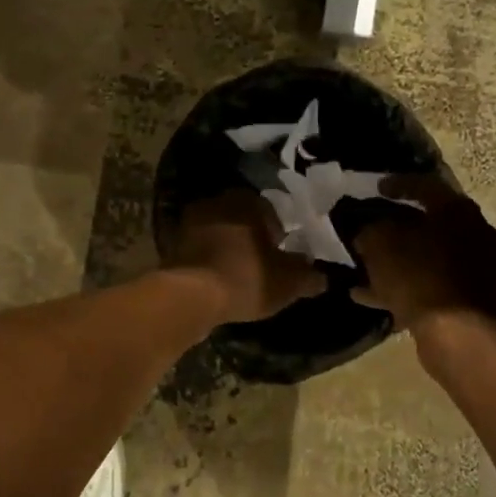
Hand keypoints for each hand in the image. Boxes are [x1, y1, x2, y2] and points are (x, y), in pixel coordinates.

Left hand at [167, 190, 326, 324]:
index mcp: (246, 201)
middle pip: (241, 219)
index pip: (269, 210)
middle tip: (263, 264)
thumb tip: (322, 276)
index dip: (278, 233)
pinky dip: (210, 260)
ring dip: (229, 248)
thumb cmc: (246, 277)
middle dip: (252, 238)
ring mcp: (190, 222)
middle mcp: (216, 202)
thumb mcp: (289, 282)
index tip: (282, 255)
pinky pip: (200, 249)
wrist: (191, 295)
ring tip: (240, 274)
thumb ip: (309, 276)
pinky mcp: (173, 244)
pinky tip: (218, 280)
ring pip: (219, 233)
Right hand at [351, 175, 495, 331]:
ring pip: (430, 256)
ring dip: (400, 259)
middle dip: (399, 226)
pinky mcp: (473, 299)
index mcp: (459, 211)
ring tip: (367, 266)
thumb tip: (366, 229)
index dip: (397, 184)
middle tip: (374, 227)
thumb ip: (370, 229)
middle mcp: (477, 234)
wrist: (456, 335)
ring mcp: (479, 269)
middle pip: (431, 223)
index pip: (426, 185)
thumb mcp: (380, 243)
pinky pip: (432, 283)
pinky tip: (373, 296)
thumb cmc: (418, 275)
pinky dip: (407, 285)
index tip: (376, 188)